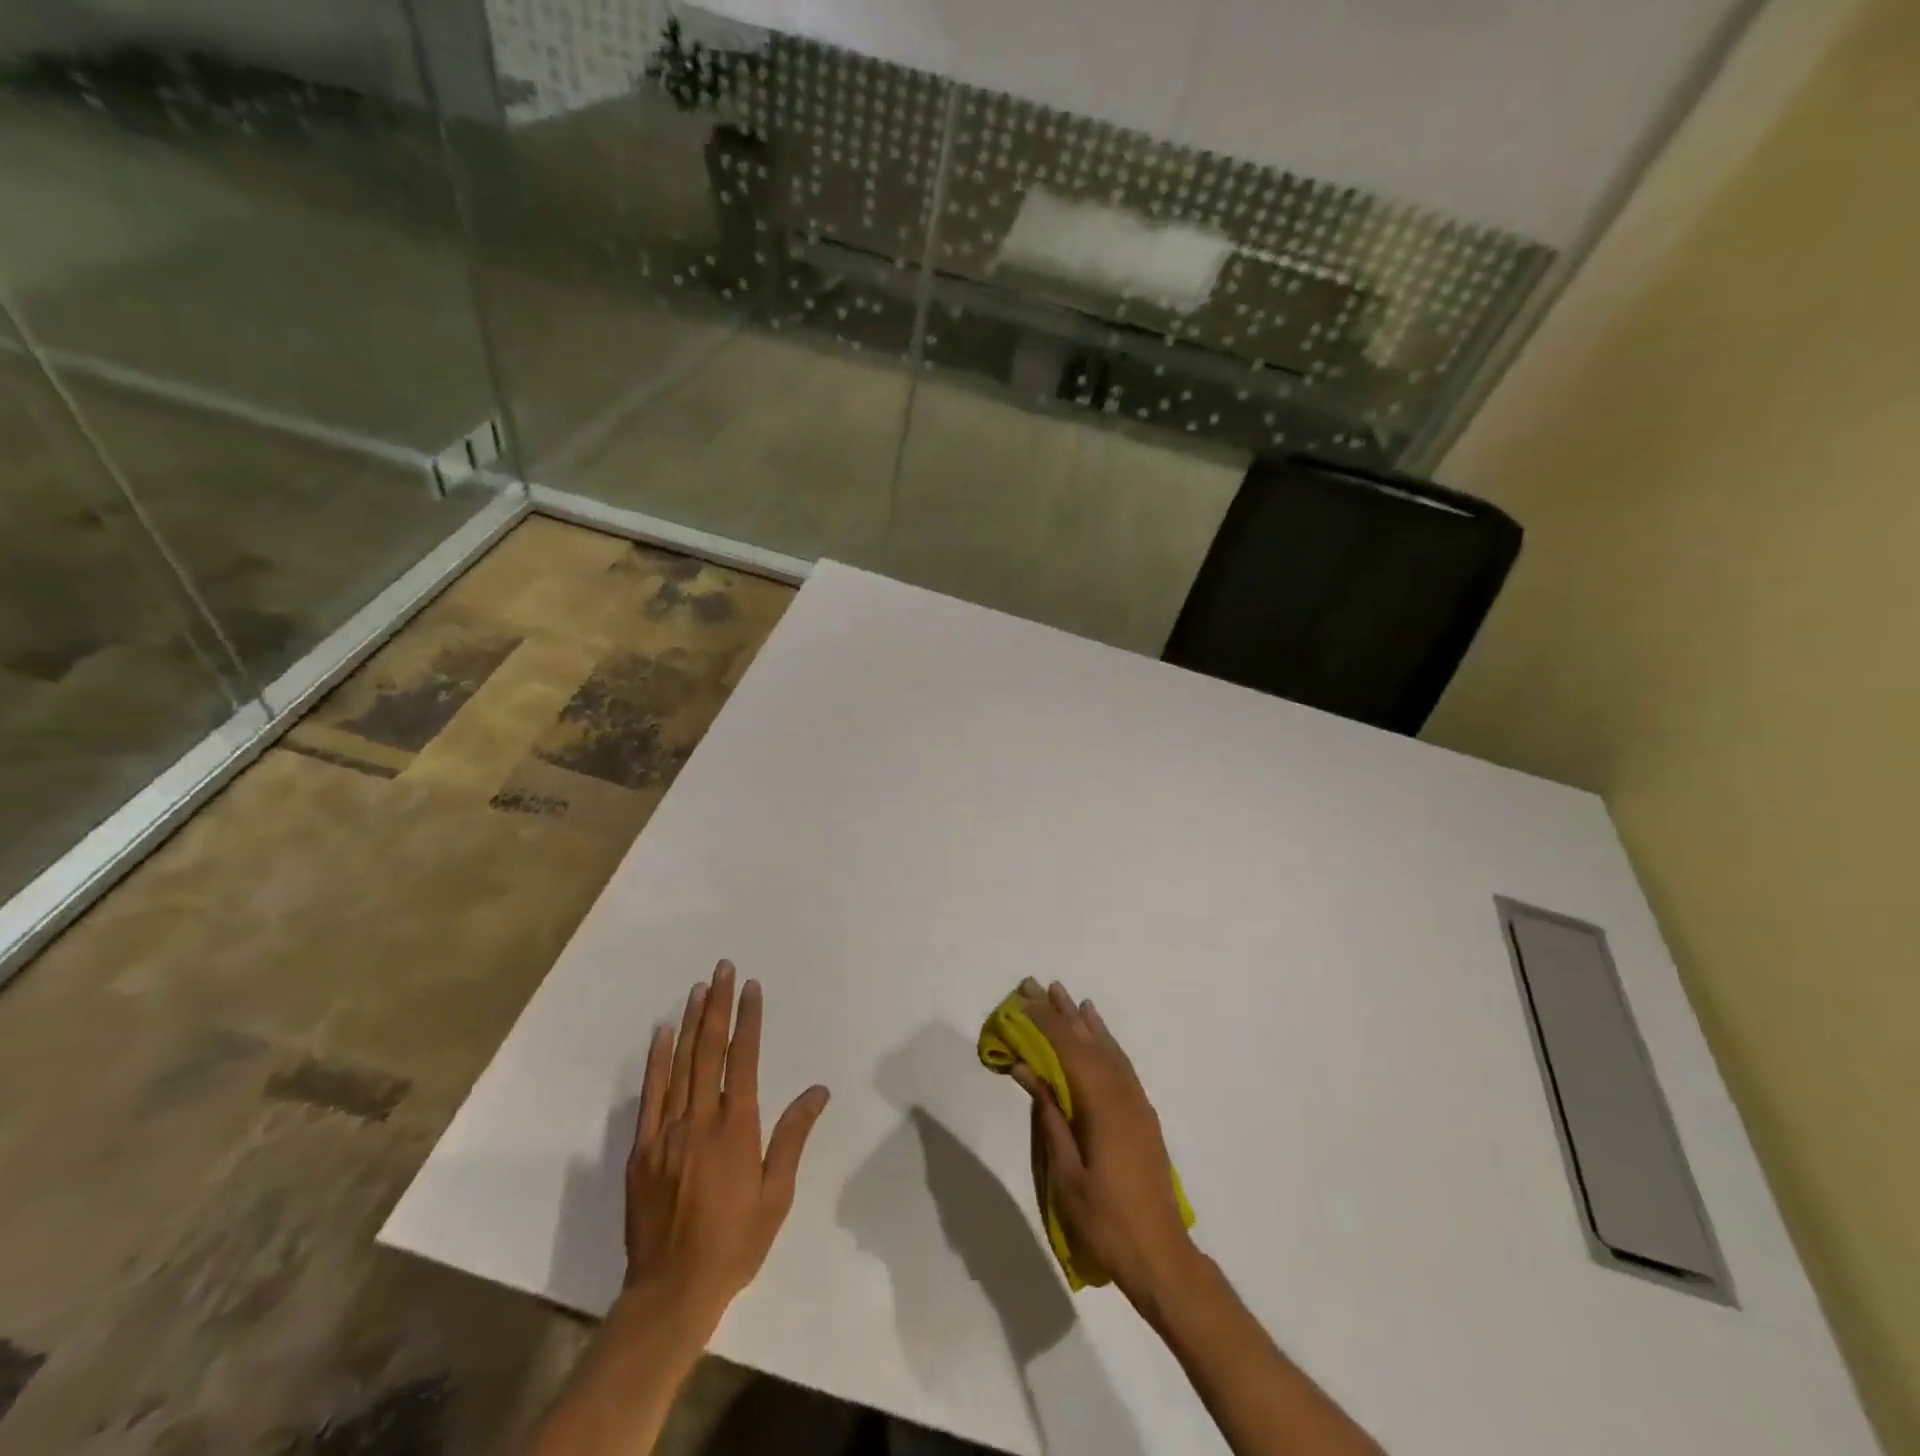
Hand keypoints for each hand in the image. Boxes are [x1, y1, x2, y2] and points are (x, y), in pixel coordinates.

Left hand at [624, 960, 829, 1337]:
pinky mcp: (642, 1149)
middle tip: (723, 969)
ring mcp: (666, 1132)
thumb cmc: (734, 1243)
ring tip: (700, 988)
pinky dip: (657, 1060)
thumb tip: (818, 1091)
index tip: (752, 988)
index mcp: (736, 1129)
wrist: (670, 1292)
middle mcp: (700, 1120)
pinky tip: (663, 1033)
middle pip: (709, 1050)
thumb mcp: (776, 1195)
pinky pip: (650, 1094)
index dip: (748, 1020)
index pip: (742, 1059)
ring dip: (691, 1022)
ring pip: (680, 1064)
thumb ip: (793, 1137)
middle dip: (718, 1005)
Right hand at [1011, 977, 1199, 1316]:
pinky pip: (1120, 1064)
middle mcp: (1122, 1093)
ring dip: (1083, 1021)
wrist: (1161, 1255)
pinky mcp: (1142, 1113)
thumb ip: (1049, 1115)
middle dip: (1060, 1012)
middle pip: (1087, 1042)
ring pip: (1106, 1049)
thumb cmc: (1105, 1220)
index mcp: (1101, 1105)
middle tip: (1037, 984)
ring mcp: (1136, 1102)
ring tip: (1066, 996)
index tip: (1023, 998)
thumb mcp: (1067, 1171)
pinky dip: (1106, 1041)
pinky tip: (1098, 1033)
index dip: (1044, 1022)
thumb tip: (1026, 1068)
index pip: (1067, 1050)